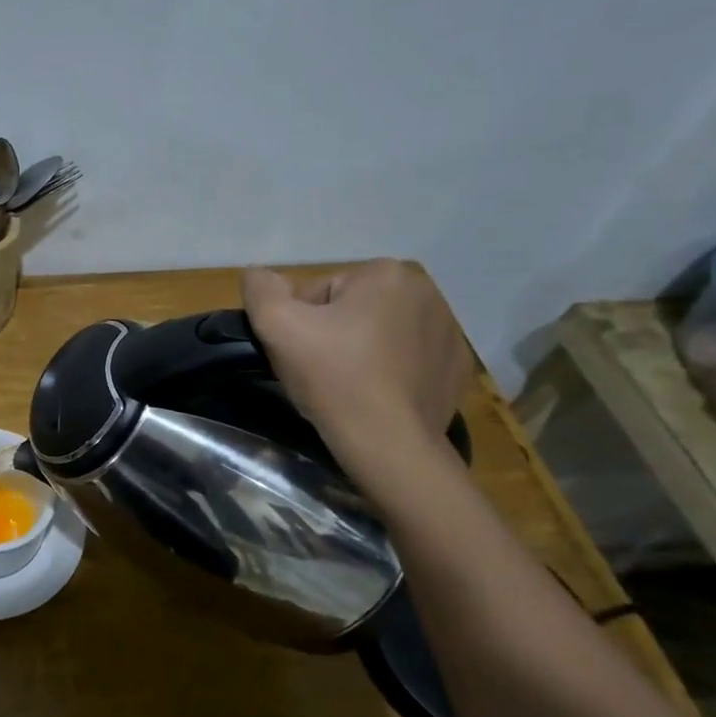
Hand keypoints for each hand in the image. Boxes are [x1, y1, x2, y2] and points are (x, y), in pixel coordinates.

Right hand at [241, 259, 473, 456]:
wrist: (389, 444)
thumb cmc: (333, 377)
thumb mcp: (276, 325)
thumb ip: (260, 289)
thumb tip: (257, 274)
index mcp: (386, 273)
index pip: (321, 291)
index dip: (301, 323)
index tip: (301, 353)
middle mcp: (427, 291)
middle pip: (354, 308)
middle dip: (334, 333)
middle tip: (322, 370)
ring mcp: (450, 331)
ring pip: (383, 332)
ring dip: (362, 350)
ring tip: (349, 385)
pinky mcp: (458, 367)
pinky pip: (411, 358)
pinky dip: (393, 370)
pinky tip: (380, 395)